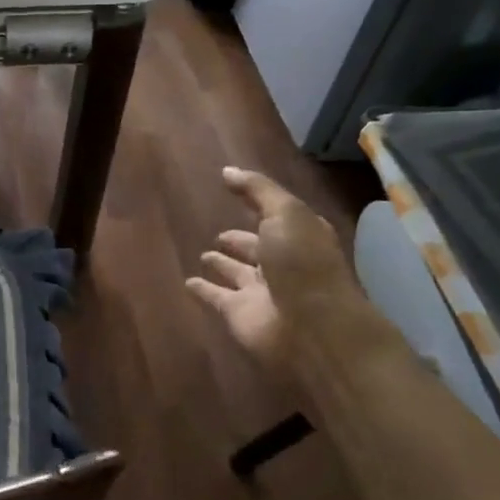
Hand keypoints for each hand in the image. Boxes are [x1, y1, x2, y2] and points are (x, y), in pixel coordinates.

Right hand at [186, 166, 355, 367]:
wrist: (312, 328)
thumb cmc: (303, 263)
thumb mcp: (286, 213)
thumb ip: (257, 190)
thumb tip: (227, 171)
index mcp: (299, 237)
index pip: (277, 217)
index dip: (260, 205)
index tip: (235, 192)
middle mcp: (282, 264)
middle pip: (257, 248)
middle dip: (240, 241)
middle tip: (219, 234)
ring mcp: (261, 291)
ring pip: (237, 273)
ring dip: (223, 265)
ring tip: (205, 254)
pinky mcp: (239, 314)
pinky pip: (216, 297)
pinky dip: (203, 290)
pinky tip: (188, 282)